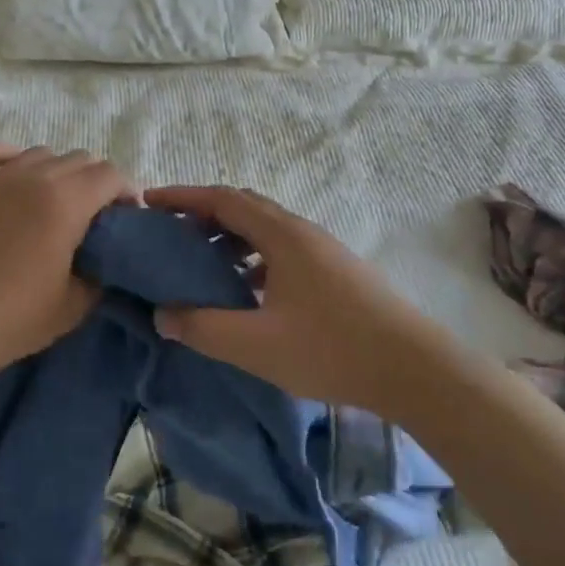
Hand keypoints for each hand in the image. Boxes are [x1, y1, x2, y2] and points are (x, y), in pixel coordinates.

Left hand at [0, 141, 135, 380]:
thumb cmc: (11, 320)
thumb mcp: (74, 306)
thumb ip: (100, 272)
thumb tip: (104, 256)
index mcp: (65, 202)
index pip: (109, 175)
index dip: (125, 192)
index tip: (125, 217)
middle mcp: (32, 177)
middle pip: (78, 159)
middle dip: (94, 183)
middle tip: (91, 217)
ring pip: (39, 153)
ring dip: (55, 172)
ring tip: (50, 202)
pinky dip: (8, 156)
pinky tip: (11, 177)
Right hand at [143, 185, 435, 409]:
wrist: (415, 369)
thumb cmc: (331, 349)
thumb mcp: (257, 344)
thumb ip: (203, 328)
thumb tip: (162, 315)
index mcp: (280, 234)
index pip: (222, 199)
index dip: (182, 196)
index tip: (149, 202)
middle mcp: (299, 231)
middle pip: (242, 207)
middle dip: (202, 214)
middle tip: (169, 234)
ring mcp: (320, 249)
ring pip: (263, 229)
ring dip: (228, 237)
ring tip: (201, 263)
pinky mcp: (333, 270)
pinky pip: (280, 249)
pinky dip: (251, 257)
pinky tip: (245, 290)